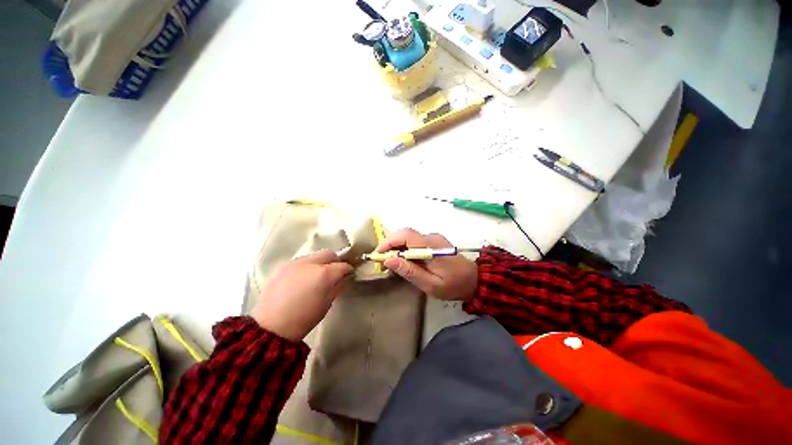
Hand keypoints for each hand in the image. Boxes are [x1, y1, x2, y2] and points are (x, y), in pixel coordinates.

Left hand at [251, 250, 353, 341]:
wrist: (271, 327)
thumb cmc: (304, 318)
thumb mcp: (327, 303)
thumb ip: (339, 286)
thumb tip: (346, 277)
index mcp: (324, 274)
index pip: (342, 265)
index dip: (349, 269)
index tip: (350, 274)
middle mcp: (310, 263)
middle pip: (329, 254)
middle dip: (336, 261)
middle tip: (336, 273)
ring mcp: (295, 263)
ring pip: (315, 255)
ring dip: (321, 262)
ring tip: (319, 276)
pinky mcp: (284, 266)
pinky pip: (302, 260)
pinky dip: (308, 266)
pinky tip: (305, 278)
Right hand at [377, 228, 477, 300]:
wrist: (474, 280)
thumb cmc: (454, 285)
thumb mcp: (431, 285)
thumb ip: (410, 272)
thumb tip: (389, 260)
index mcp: (431, 246)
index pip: (405, 235)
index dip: (389, 242)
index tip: (378, 255)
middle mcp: (431, 237)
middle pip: (405, 233)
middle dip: (390, 243)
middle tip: (382, 260)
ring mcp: (433, 238)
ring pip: (408, 236)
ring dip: (396, 246)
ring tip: (390, 261)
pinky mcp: (434, 241)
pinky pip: (414, 240)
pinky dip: (404, 247)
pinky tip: (402, 260)